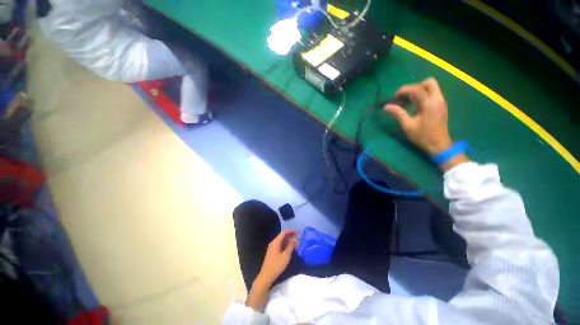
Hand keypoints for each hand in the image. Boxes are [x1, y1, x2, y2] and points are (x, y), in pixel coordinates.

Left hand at [245, 230, 298, 311]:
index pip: (284, 232)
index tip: (298, 232)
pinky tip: (290, 248)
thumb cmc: (276, 265)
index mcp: (275, 242)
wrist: (266, 276)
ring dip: (288, 240)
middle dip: (290, 235)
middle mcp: (273, 243)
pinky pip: (280, 245)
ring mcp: (272, 248)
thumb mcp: (286, 256)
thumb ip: (291, 246)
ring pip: (281, 241)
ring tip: (296, 242)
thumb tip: (295, 238)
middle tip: (298, 237)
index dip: (291, 231)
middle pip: (282, 236)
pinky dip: (286, 245)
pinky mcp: (272, 253)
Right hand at [384, 78, 452, 154]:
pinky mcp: (441, 104)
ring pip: (432, 86)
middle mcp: (438, 99)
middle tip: (404, 97)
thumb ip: (398, 113)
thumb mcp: (407, 126)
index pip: (417, 89)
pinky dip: (423, 95)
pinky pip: (432, 93)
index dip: (404, 90)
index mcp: (429, 104)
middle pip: (428, 82)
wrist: (439, 144)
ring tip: (408, 101)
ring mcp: (441, 101)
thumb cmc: (422, 136)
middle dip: (414, 87)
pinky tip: (415, 105)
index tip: (395, 97)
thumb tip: (386, 107)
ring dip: (419, 90)